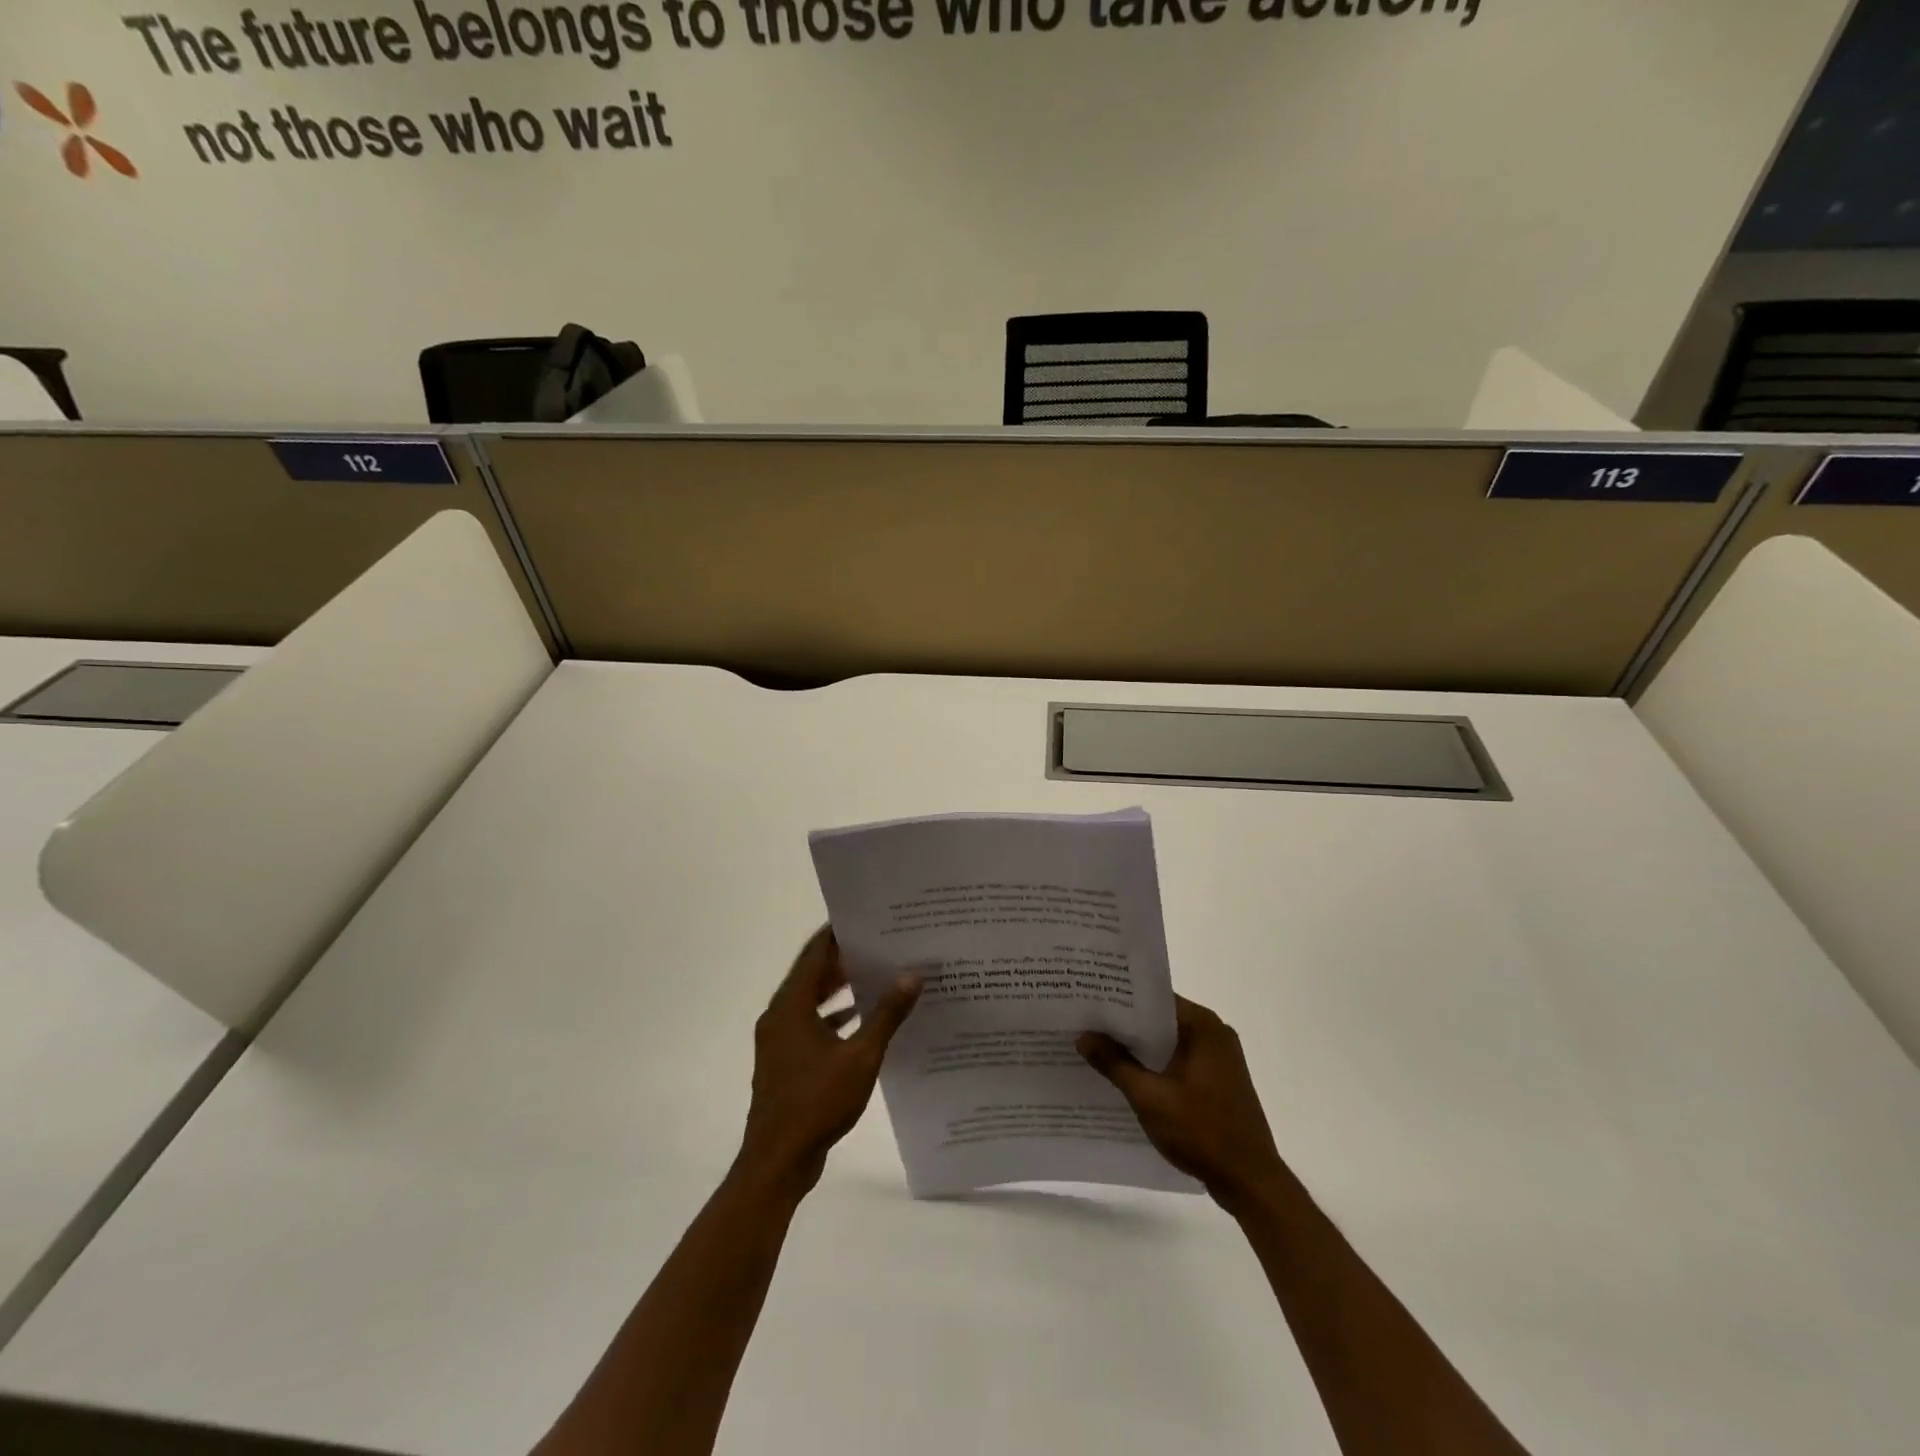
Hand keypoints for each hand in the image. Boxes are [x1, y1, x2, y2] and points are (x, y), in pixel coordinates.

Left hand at [736, 926, 920, 1198]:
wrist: (777, 1161)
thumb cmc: (816, 1102)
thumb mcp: (860, 1056)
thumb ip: (886, 1014)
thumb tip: (912, 974)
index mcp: (791, 1006)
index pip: (815, 953)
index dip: (838, 933)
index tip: (866, 918)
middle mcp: (780, 1015)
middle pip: (812, 975)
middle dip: (844, 959)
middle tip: (880, 944)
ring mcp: (779, 1040)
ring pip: (810, 1002)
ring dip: (839, 989)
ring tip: (876, 975)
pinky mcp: (784, 1062)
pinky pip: (809, 1025)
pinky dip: (833, 1018)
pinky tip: (861, 1020)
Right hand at [1078, 995, 1286, 1212]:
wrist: (1251, 1183)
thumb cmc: (1202, 1131)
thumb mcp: (1149, 1097)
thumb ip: (1115, 1063)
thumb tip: (1084, 1036)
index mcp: (1203, 1026)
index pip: (1154, 998)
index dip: (1120, 998)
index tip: (1088, 999)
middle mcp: (1214, 1034)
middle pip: (1160, 1019)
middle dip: (1124, 1024)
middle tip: (1084, 1022)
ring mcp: (1219, 1059)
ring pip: (1168, 1042)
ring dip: (1138, 1048)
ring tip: (1096, 1046)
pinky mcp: (1217, 1082)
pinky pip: (1178, 1062)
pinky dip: (1154, 1065)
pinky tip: (1125, 1076)